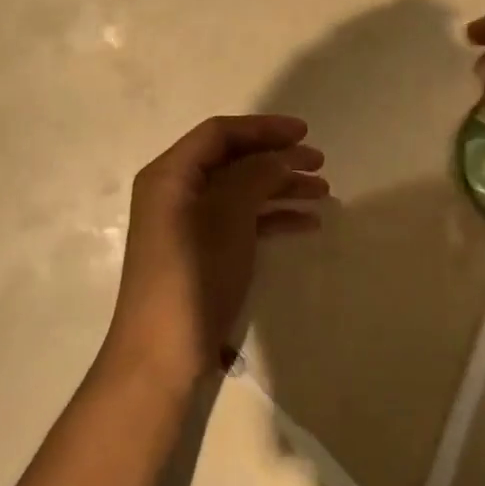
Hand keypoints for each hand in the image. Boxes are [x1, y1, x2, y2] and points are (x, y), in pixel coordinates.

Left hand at [102, 115, 327, 394]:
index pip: (219, 134)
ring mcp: (189, 224)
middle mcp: (176, 192)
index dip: (263, 128)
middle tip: (319, 162)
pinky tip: (307, 222)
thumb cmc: (193, 275)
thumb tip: (281, 156)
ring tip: (323, 191)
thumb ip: (255, 175)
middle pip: (233, 160)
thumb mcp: (228, 216)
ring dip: (280, 187)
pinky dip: (271, 217)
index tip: (304, 132)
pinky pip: (241, 220)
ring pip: (241, 191)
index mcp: (170, 174)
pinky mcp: (202, 253)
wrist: (162, 357)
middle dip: (277, 157)